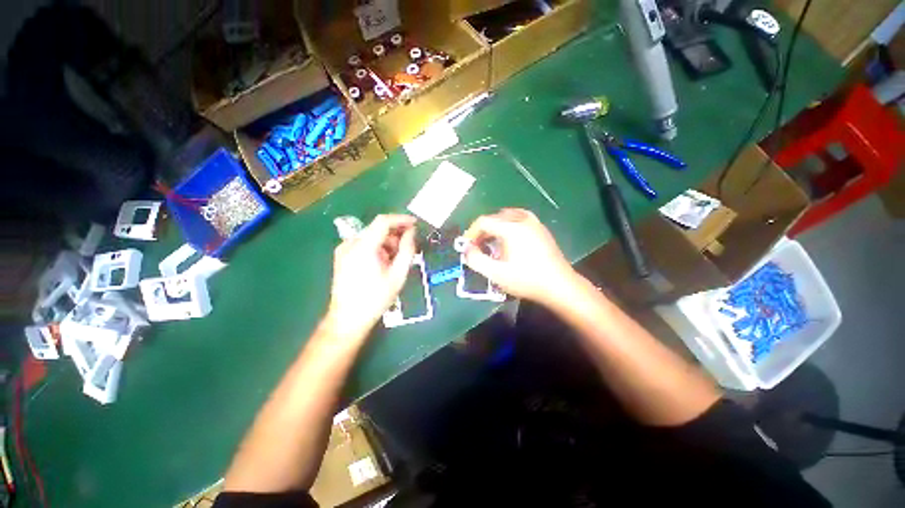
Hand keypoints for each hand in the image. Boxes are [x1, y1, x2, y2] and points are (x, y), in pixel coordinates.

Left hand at [325, 214, 416, 339]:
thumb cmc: (376, 298)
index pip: (383, 221)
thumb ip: (407, 250)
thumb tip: (412, 232)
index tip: (416, 224)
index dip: (401, 219)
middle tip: (407, 251)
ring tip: (394, 263)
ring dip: (386, 244)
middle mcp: (350, 243)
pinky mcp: (342, 256)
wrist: (348, 319)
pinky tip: (382, 265)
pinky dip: (377, 249)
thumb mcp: (398, 275)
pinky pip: (364, 245)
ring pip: (371, 237)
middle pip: (377, 230)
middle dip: (395, 236)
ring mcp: (343, 250)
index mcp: (363, 247)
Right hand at [461, 208, 577, 303]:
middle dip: (483, 230)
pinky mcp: (541, 228)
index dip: (471, 232)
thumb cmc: (526, 280)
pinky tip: (509, 239)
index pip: (484, 221)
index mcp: (511, 227)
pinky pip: (519, 218)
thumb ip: (476, 260)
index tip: (467, 246)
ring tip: (492, 241)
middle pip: (495, 216)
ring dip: (495, 226)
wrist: (559, 286)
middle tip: (478, 246)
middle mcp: (523, 219)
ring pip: (507, 215)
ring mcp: (534, 222)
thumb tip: (466, 249)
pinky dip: (508, 224)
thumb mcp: (496, 274)